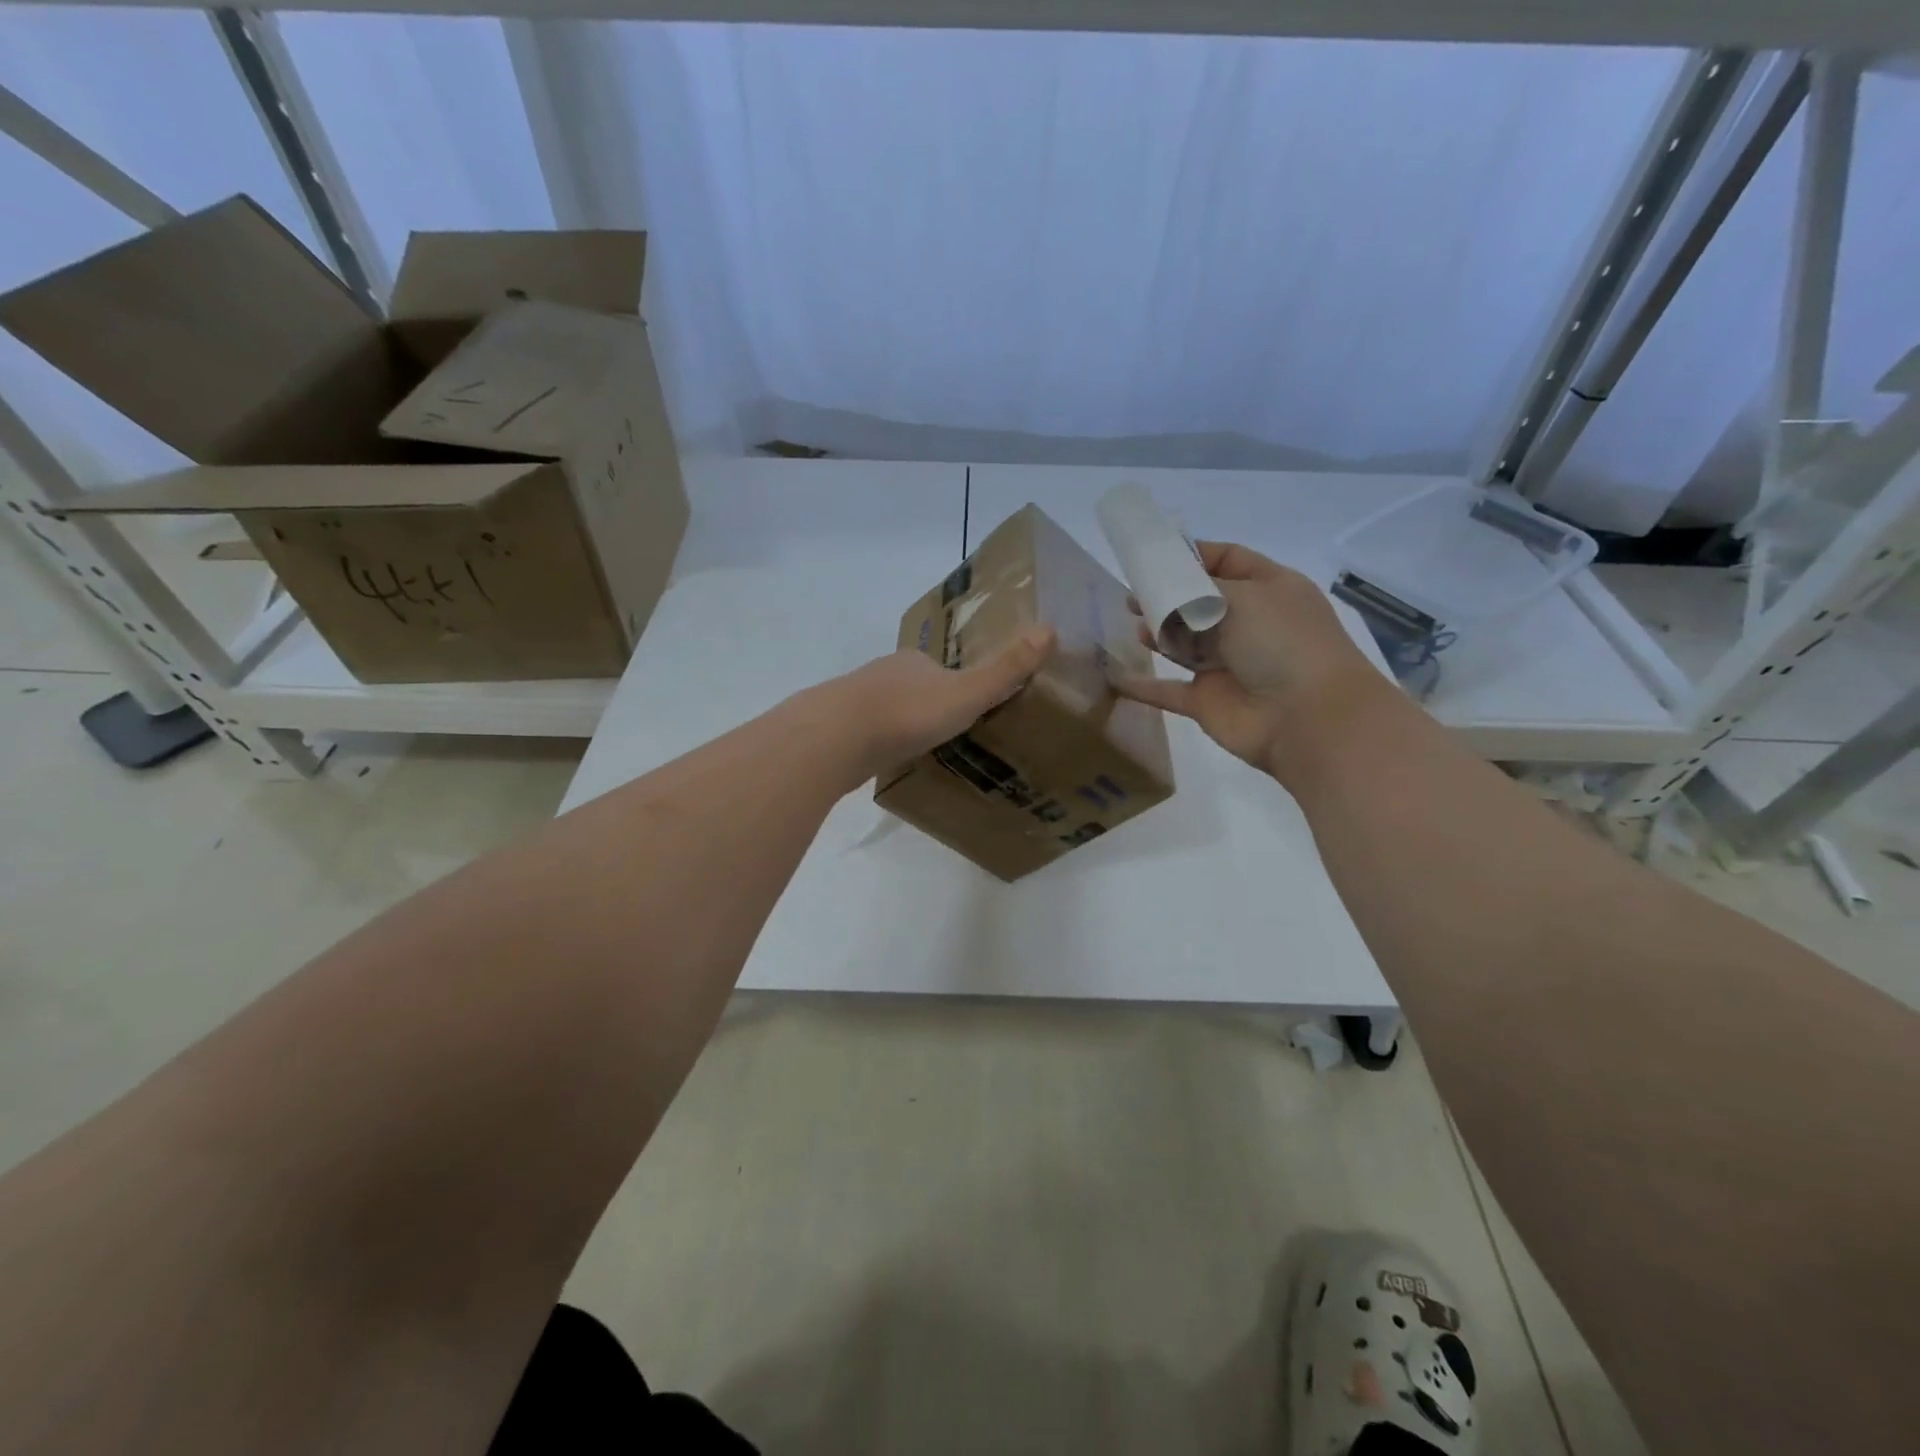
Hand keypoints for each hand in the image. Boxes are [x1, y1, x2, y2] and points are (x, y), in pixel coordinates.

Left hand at [823, 626, 1056, 780]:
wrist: (835, 737)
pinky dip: (877, 742)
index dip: (957, 686)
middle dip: (927, 706)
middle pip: (912, 687)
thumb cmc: (907, 713)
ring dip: (900, 724)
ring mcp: (855, 698)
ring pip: (886, 709)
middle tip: (946, 735)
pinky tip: (884, 760)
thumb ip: (1005, 670)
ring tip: (919, 750)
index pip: (941, 668)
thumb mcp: (966, 694)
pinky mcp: (835, 727)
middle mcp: (884, 672)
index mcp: (916, 661)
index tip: (969, 710)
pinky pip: (864, 733)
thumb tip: (1050, 629)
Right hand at [1117, 542, 1380, 774]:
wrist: (1306, 718)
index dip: (1192, 555)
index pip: (1227, 560)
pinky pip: (1167, 690)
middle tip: (1133, 593)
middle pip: (1199, 602)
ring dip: (1157, 634)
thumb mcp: (1245, 596)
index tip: (1153, 554)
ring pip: (1183, 644)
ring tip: (1134, 625)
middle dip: (1167, 595)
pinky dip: (1143, 686)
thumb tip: (1167, 589)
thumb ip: (1198, 587)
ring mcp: (1227, 665)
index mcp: (1267, 590)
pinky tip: (1116, 675)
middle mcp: (1248, 624)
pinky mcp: (1206, 700)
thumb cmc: (1282, 643)